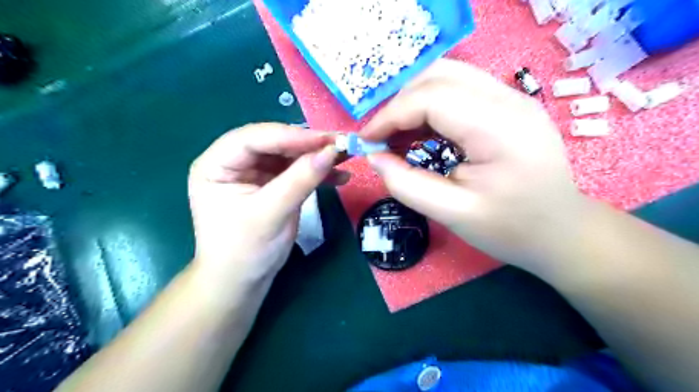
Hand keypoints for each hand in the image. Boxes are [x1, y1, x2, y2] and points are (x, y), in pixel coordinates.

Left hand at [191, 123, 344, 292]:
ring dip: (318, 156)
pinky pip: (297, 171)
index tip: (325, 139)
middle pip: (274, 142)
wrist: (243, 281)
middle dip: (308, 144)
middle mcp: (235, 162)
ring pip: (290, 154)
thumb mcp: (270, 214)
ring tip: (346, 156)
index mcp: (216, 164)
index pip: (253, 138)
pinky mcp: (274, 183)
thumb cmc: (245, 250)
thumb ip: (300, 180)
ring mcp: (256, 172)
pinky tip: (340, 176)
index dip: (290, 135)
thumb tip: (331, 151)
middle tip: (341, 144)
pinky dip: (318, 173)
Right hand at [361, 60, 584, 271]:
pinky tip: (421, 133)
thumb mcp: (453, 215)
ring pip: (448, 77)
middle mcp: (510, 100)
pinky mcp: (510, 106)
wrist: (562, 232)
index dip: (390, 116)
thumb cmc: (511, 229)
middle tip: (382, 138)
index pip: (431, 98)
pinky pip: (460, 90)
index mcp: (500, 129)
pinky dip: (432, 107)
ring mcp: (513, 98)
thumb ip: (407, 185)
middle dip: (400, 104)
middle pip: (439, 76)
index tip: (366, 141)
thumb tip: (374, 158)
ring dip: (414, 102)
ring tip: (398, 136)